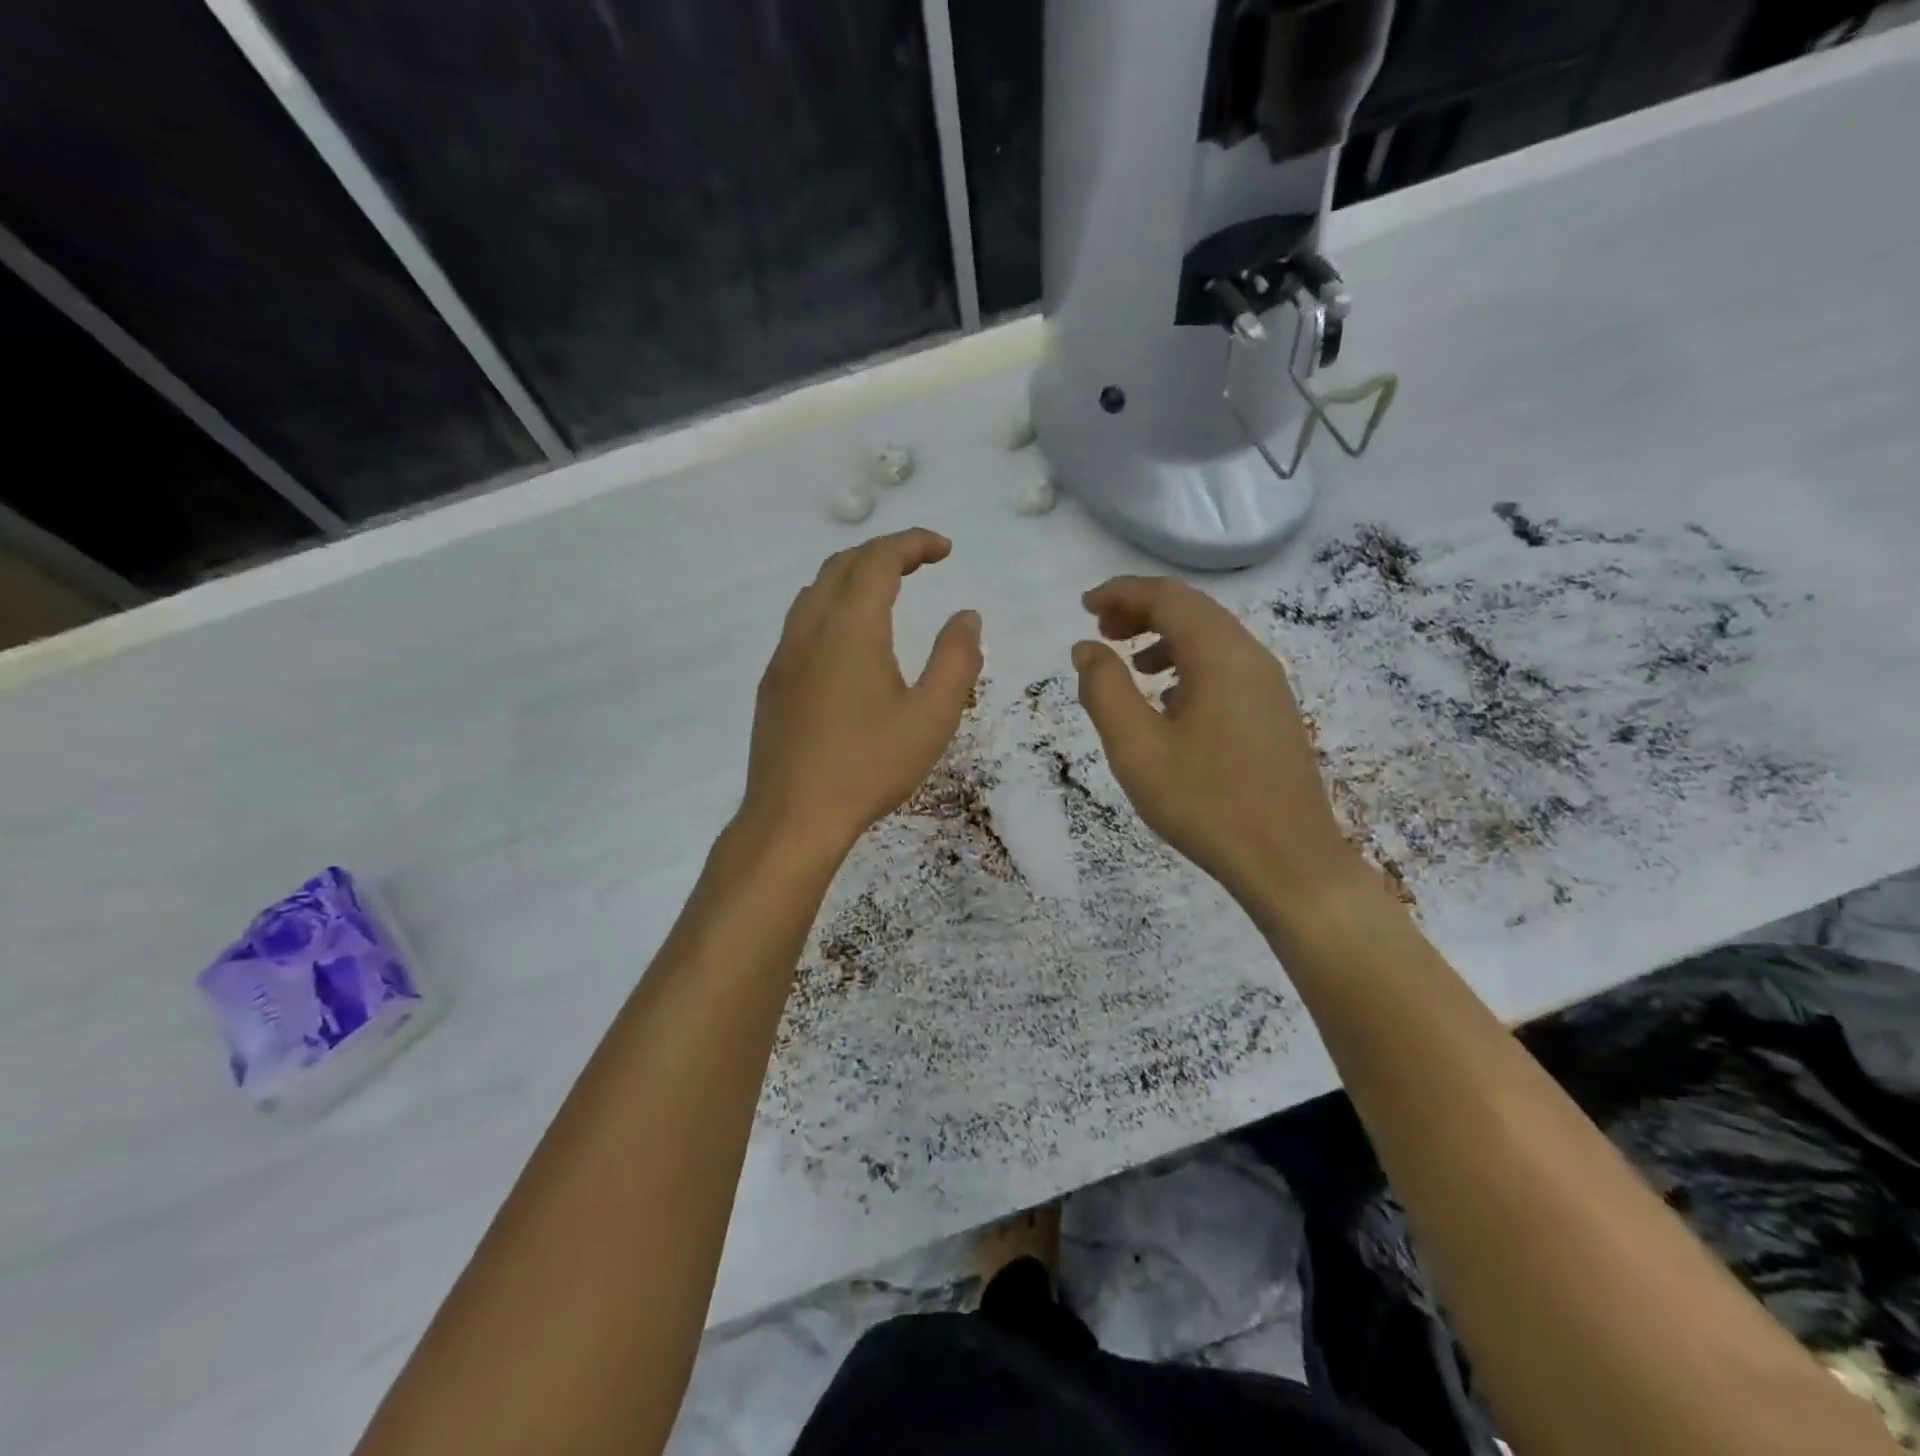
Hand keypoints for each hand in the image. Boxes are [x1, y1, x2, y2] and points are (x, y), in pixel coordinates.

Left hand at [739, 528, 982, 865]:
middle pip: (842, 565)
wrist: (793, 817)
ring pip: (816, 591)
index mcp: (850, 628)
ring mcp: (785, 655)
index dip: (912, 543)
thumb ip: (956, 660)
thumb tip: (967, 617)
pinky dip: (831, 605)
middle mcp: (810, 629)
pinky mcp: (773, 682)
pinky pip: (801, 622)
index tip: (944, 549)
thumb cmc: (868, 767)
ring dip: (852, 576)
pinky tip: (848, 639)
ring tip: (886, 590)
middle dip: (883, 553)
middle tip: (921, 563)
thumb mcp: (931, 717)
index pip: (878, 560)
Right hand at [1071, 576, 1372, 929]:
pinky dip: (1188, 664)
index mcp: (1219, 655)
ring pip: (1211, 638)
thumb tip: (1086, 648)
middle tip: (1101, 630)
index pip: (1168, 597)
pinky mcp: (1273, 713)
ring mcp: (1268, 685)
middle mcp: (1250, 657)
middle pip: (1192, 610)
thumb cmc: (1205, 802)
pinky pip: (1225, 667)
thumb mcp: (1136, 747)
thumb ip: (1104, 689)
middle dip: (1142, 611)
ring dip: (1165, 638)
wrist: (1288, 861)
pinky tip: (1168, 700)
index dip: (1122, 593)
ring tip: (1129, 664)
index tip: (1085, 605)